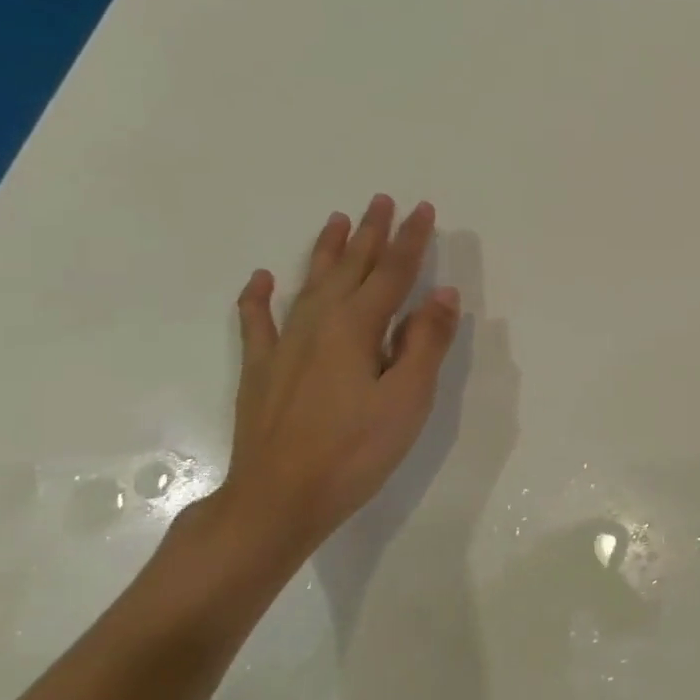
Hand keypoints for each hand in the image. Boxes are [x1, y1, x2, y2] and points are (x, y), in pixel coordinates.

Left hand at [209, 198, 460, 571]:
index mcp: (357, 328)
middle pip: (350, 269)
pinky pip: (257, 322)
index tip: (423, 209)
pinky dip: (258, 297)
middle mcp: (319, 324)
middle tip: (382, 201)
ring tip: (338, 221)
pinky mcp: (262, 370)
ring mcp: (285, 346)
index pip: (392, 273)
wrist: (278, 499)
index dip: (410, 240)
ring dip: (327, 251)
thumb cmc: (355, 451)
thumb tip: (442, 294)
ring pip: (310, 284)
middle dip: (371, 234)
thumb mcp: (407, 399)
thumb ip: (425, 343)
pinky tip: (262, 279)